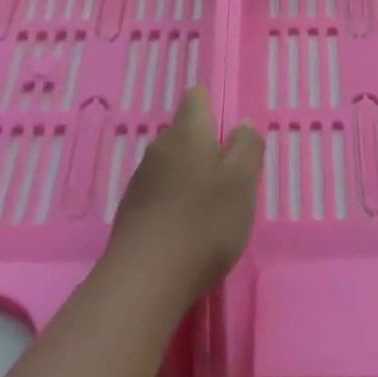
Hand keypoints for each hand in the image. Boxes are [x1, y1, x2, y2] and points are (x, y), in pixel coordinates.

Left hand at [108, 87, 263, 303]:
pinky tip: (186, 230)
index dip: (213, 106)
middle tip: (231, 179)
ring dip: (190, 177)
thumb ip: (247, 147)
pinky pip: (159, 192)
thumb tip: (242, 124)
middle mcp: (160, 147)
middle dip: (207, 148)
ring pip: (172, 164)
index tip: (231, 133)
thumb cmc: (204, 223)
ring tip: (210, 208)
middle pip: (185, 132)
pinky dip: (174, 202)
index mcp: (188, 132)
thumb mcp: (242, 182)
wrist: (145, 279)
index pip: (196, 97)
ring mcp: (141, 179)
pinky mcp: (131, 210)